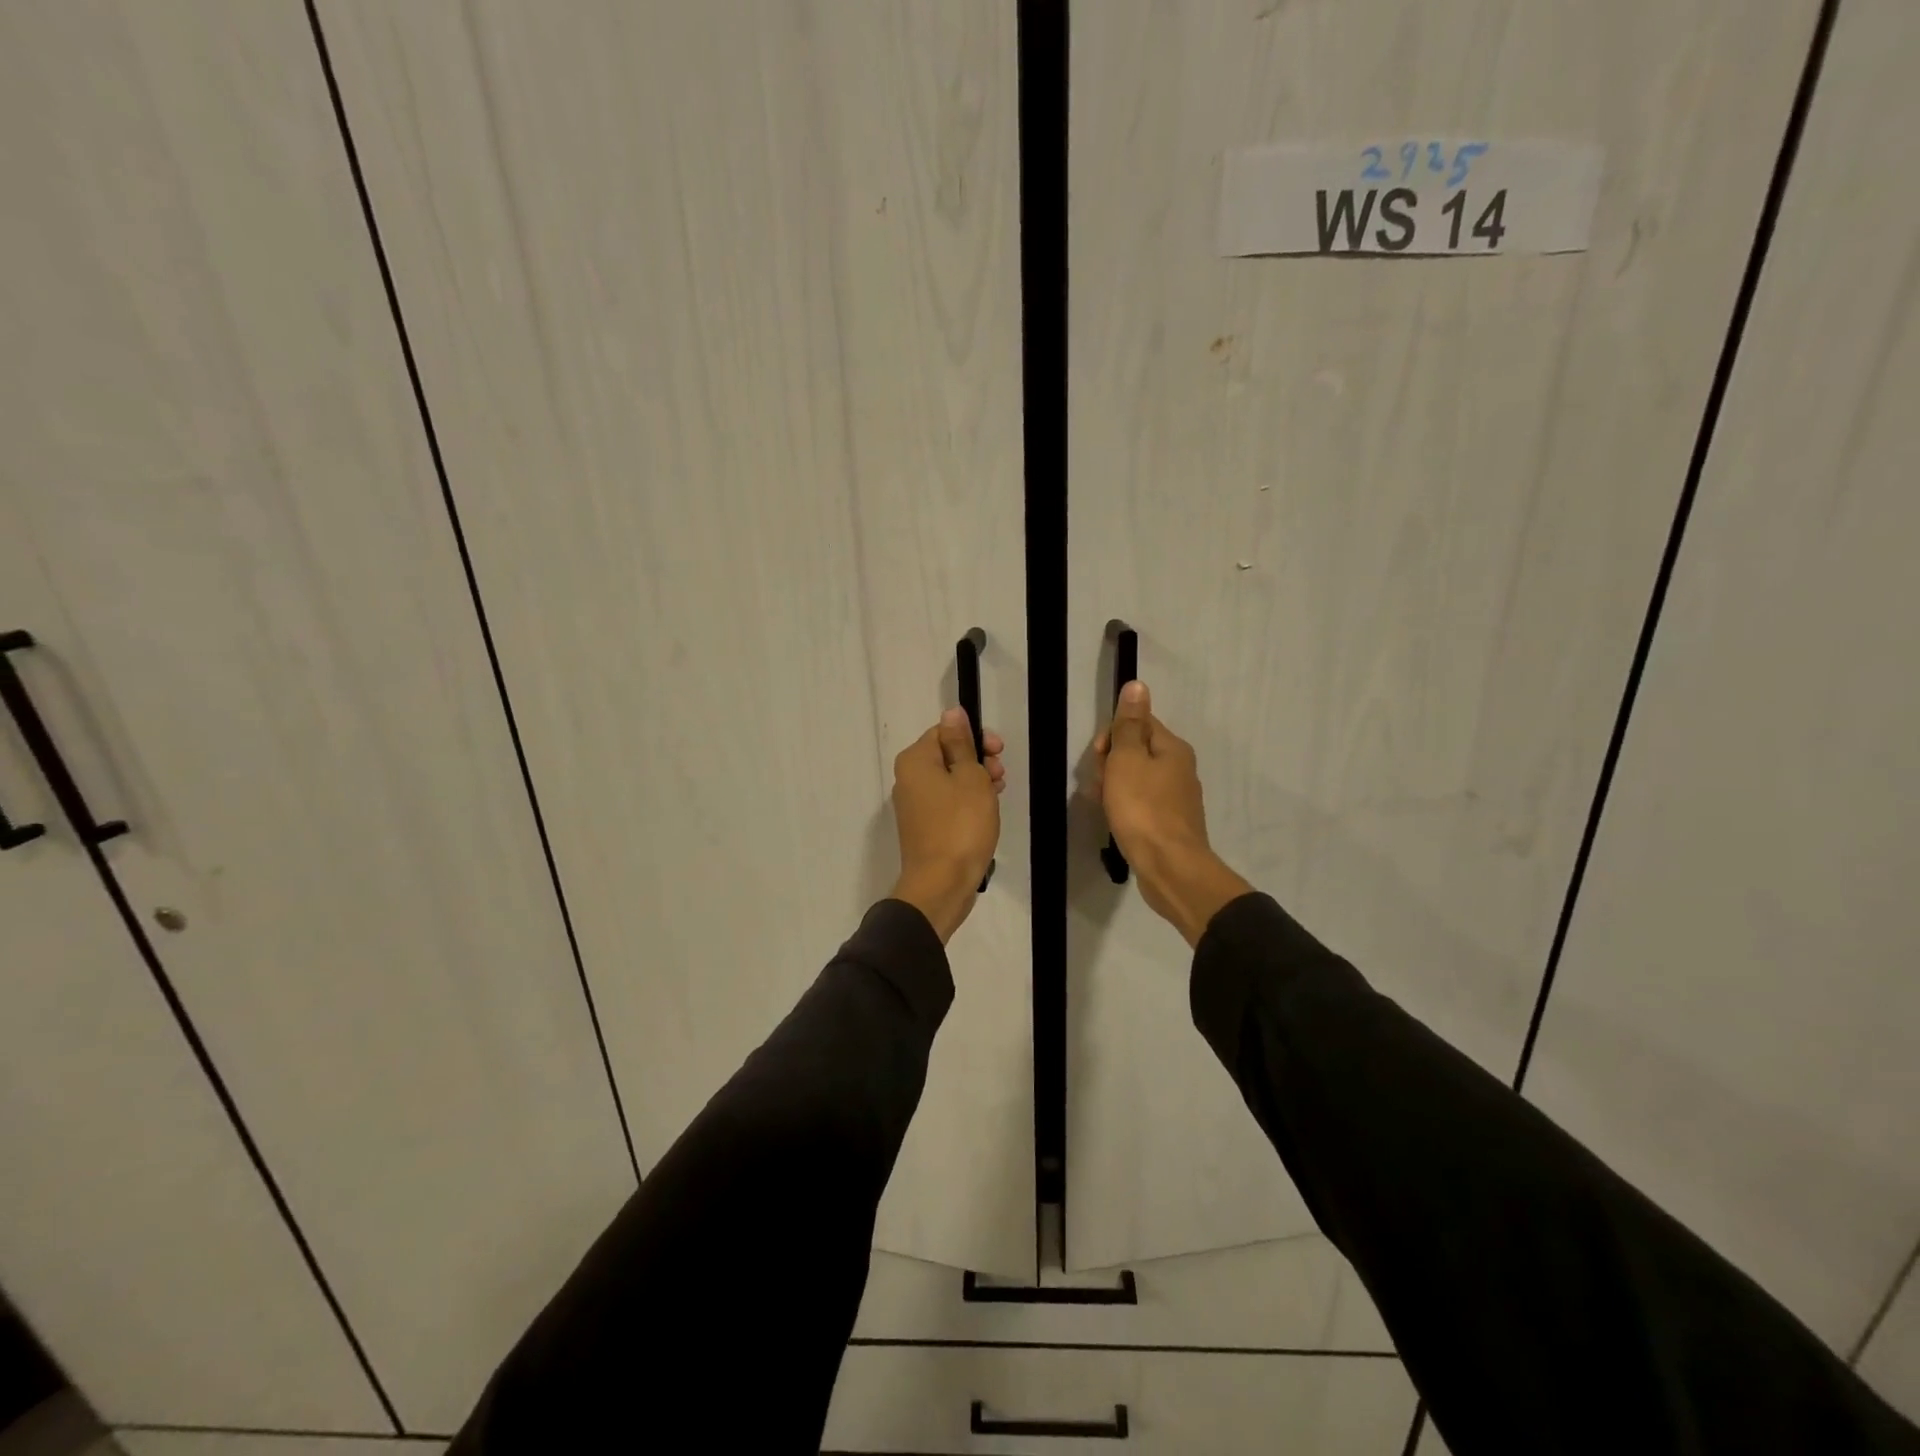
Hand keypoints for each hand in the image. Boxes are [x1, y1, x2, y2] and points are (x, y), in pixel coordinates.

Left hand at [890, 709, 1004, 942]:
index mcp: (914, 761)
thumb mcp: (969, 777)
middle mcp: (907, 779)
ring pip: (948, 780)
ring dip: (975, 781)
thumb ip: (961, 743)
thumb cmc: (960, 825)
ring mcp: (914, 805)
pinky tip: (986, 811)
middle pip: (946, 755)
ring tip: (997, 794)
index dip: (974, 737)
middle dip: (977, 760)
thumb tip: (952, 712)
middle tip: (1000, 775)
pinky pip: (947, 802)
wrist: (941, 884)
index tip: (998, 751)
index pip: (945, 731)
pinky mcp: (923, 827)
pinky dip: (966, 802)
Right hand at [1094, 681, 1251, 946]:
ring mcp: (1175, 798)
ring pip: (1135, 779)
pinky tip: (1114, 820)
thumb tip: (1137, 685)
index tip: (1100, 756)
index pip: (1138, 723)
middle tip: (1101, 784)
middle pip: (1136, 751)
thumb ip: (1129, 724)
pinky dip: (1124, 807)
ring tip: (1103, 805)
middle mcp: (1179, 769)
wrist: (1169, 868)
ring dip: (1113, 787)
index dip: (1113, 735)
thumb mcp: (1128, 760)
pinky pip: (1140, 803)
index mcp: (1172, 748)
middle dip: (1111, 763)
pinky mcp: (1168, 823)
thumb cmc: (1143, 809)